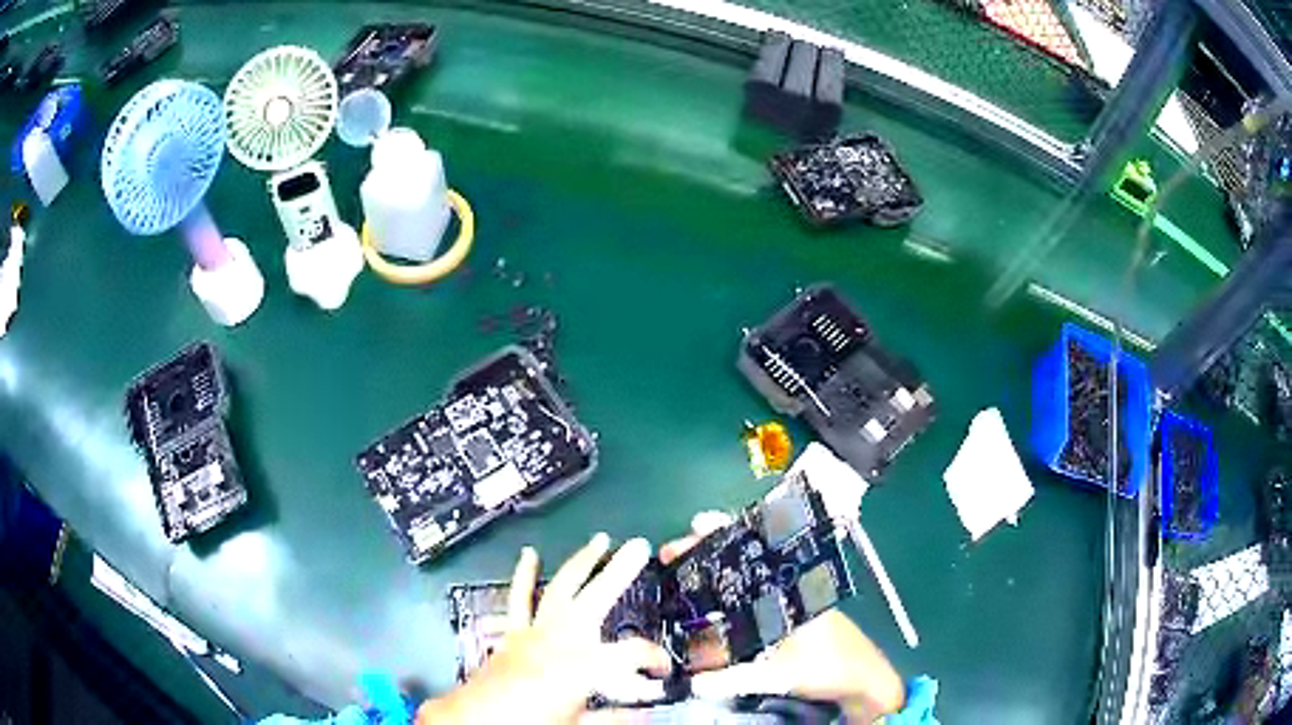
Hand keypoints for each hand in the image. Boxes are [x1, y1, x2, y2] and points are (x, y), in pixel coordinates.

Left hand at [417, 534, 670, 723]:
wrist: (478, 720)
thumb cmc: (531, 722)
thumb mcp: (579, 724)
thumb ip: (612, 718)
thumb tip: (641, 716)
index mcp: (584, 665)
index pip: (633, 653)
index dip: (655, 658)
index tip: (663, 669)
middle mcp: (561, 639)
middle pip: (596, 596)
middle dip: (619, 570)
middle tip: (639, 546)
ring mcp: (535, 631)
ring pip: (561, 588)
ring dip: (581, 562)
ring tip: (598, 540)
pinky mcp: (514, 632)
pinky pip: (519, 598)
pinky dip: (524, 575)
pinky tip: (528, 555)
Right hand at [663, 512, 906, 722]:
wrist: (860, 680)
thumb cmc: (829, 668)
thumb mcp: (779, 675)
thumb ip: (733, 680)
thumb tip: (688, 681)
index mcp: (792, 588)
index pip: (755, 549)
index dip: (725, 534)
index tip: (696, 525)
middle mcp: (790, 586)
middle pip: (747, 556)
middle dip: (710, 549)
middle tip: (673, 551)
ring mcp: (789, 599)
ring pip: (749, 574)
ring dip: (717, 568)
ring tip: (682, 566)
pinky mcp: (788, 615)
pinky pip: (752, 594)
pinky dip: (728, 590)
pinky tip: (707, 598)